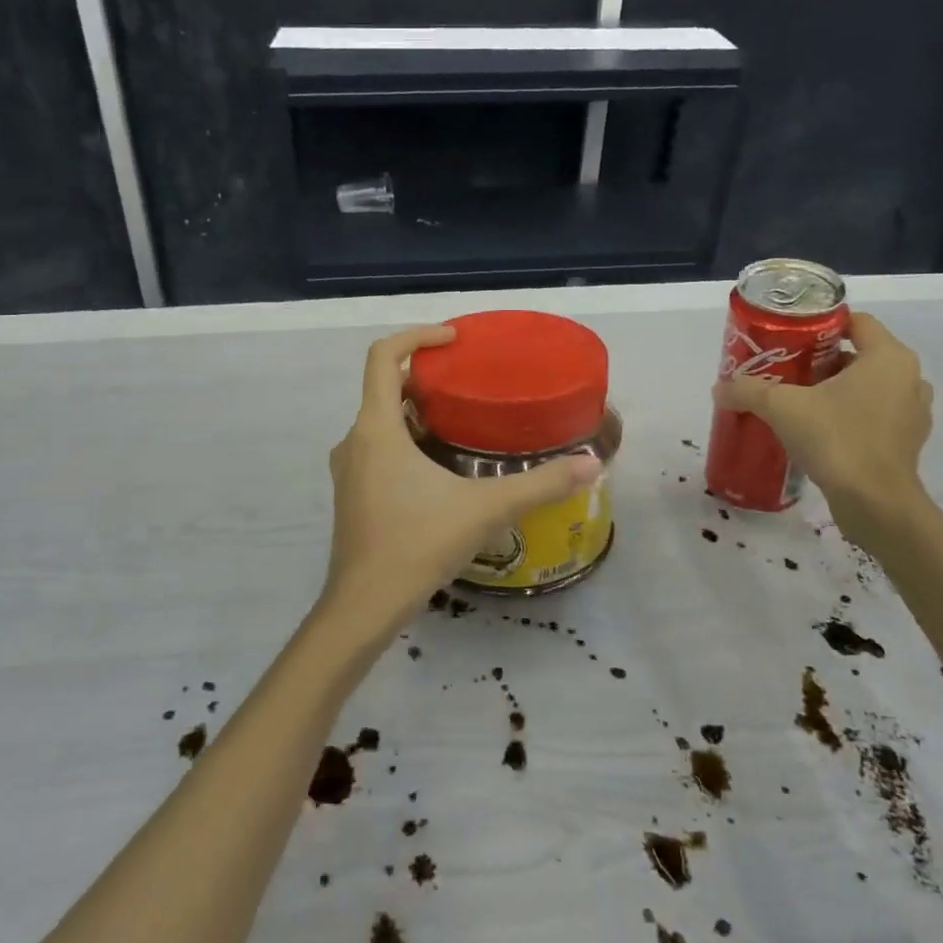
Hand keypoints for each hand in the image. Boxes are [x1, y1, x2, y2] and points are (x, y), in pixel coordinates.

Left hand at [321, 326, 602, 640]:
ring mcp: (348, 469)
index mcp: (376, 428)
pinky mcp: (351, 494)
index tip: (454, 340)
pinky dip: (404, 442)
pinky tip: (440, 469)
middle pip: (384, 388)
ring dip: (415, 414)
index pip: (383, 356)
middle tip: (469, 385)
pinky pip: (377, 450)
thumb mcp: (484, 510)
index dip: (416, 336)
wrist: (364, 606)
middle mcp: (354, 439)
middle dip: (425, 379)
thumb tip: (593, 465)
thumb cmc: (417, 544)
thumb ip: (540, 485)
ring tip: (462, 423)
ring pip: (380, 422)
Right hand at [714, 311, 932, 534]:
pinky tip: (819, 430)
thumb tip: (720, 388)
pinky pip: (875, 415)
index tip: (791, 338)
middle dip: (822, 360)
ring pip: (869, 386)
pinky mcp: (907, 442)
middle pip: (860, 355)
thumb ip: (748, 391)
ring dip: (837, 389)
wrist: (875, 503)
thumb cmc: (836, 438)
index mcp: (888, 358)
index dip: (822, 325)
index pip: (857, 322)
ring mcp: (913, 412)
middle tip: (786, 371)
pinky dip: (850, 415)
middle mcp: (909, 379)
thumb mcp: (781, 408)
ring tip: (800, 401)